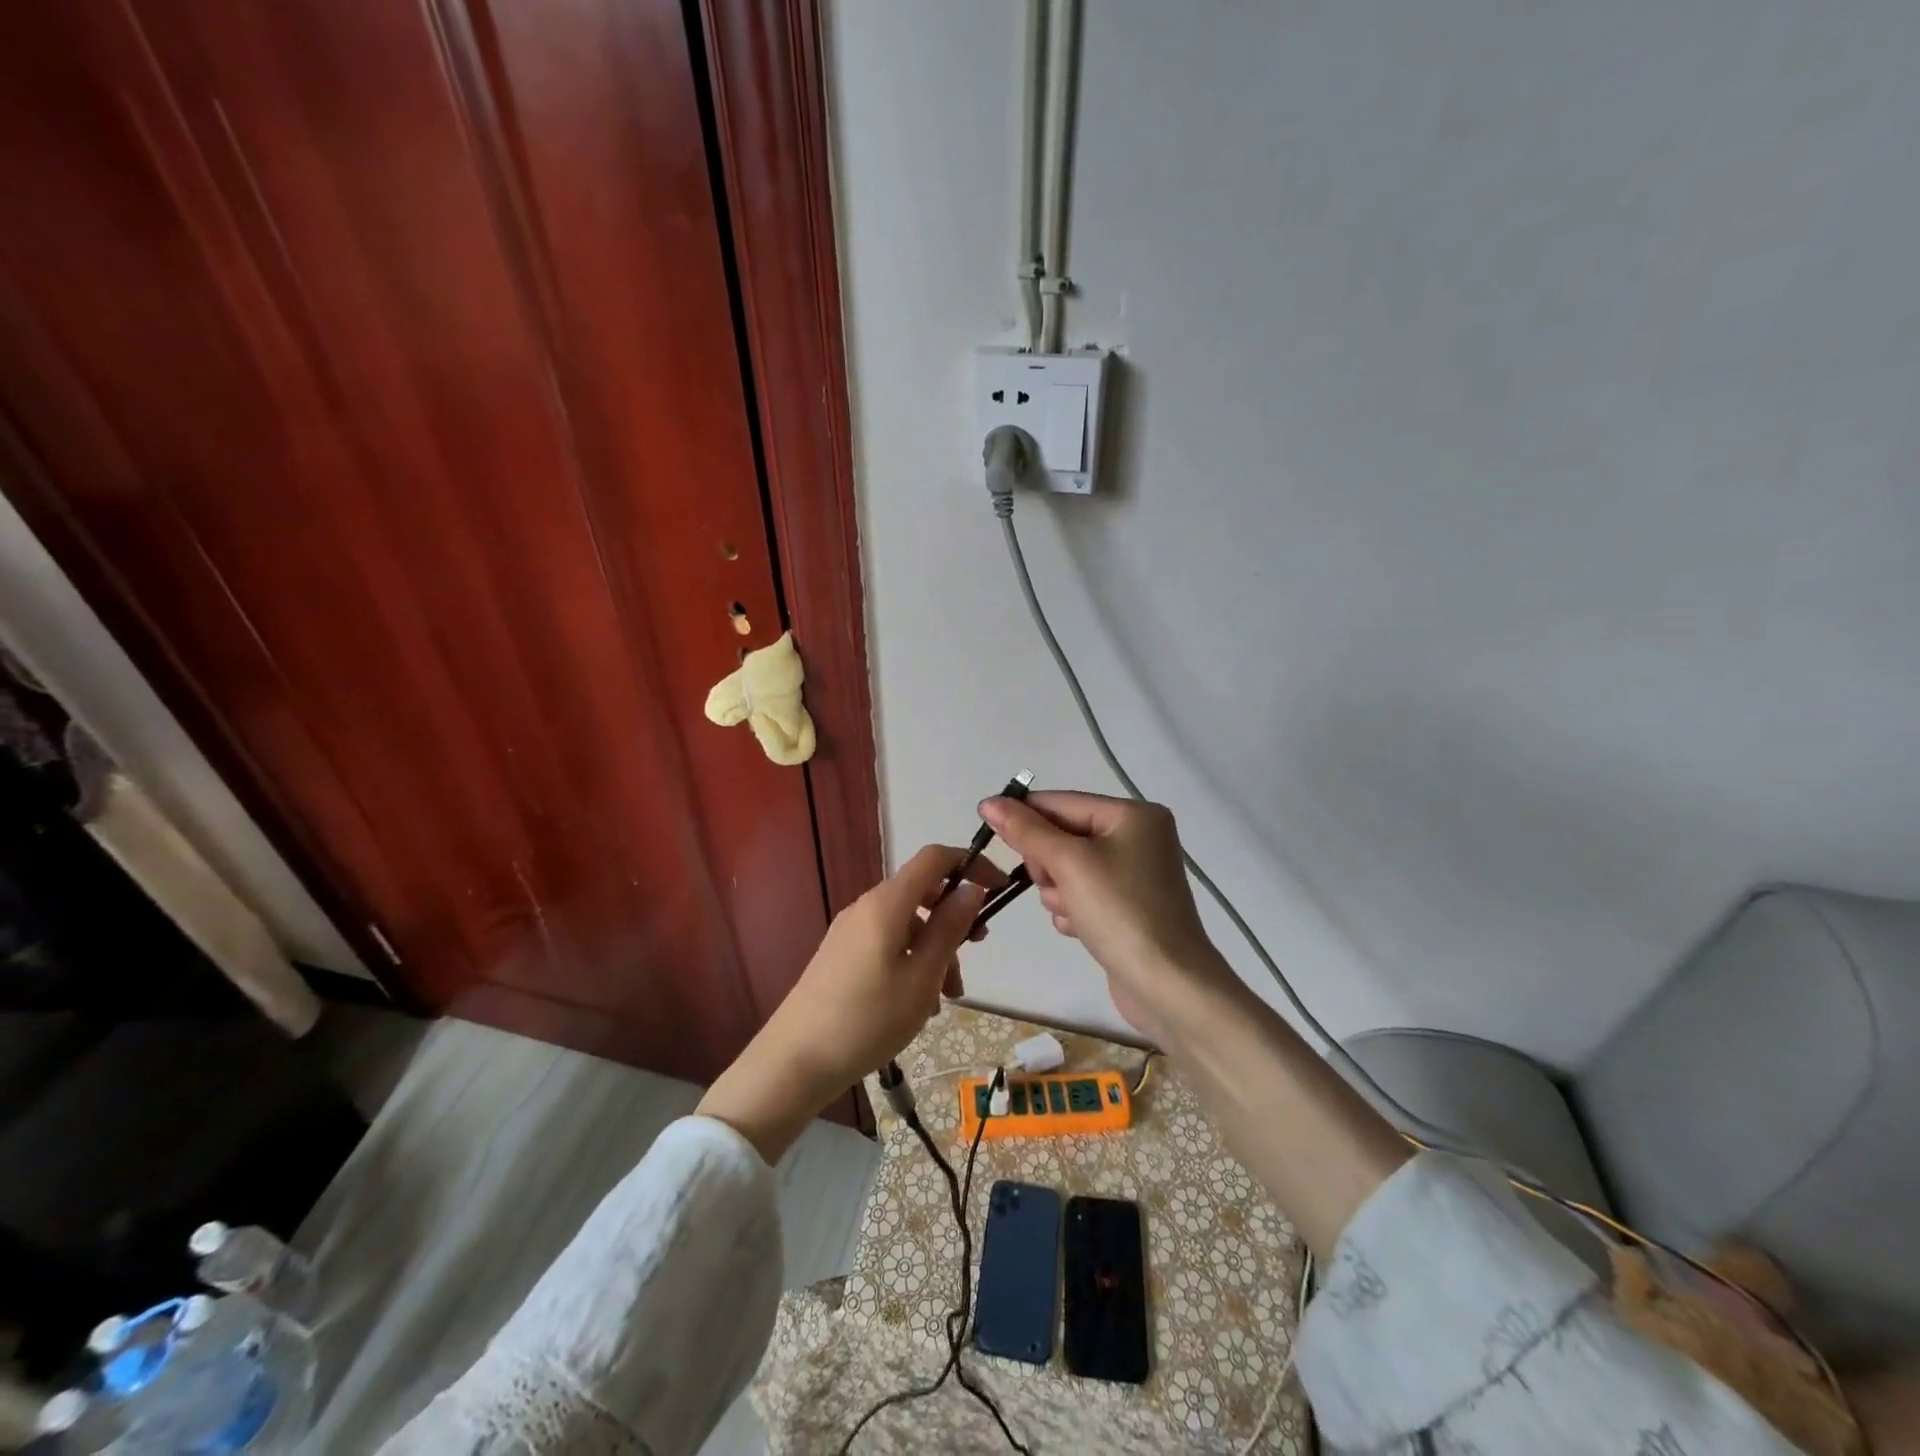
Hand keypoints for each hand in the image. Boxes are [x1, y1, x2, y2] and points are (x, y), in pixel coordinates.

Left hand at [698, 845, 1001, 1160]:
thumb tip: (972, 888)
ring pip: (907, 924)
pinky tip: (917, 1004)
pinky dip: (911, 961)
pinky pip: (888, 943)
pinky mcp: (842, 955)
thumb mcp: (922, 977)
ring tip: (946, 998)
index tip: (999, 889)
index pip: (934, 858)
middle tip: (976, 952)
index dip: (970, 863)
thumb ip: (949, 928)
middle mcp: (866, 907)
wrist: (795, 1061)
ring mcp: (850, 931)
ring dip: (935, 949)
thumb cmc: (867, 1019)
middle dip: (954, 918)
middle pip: (922, 893)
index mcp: (887, 903)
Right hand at [979, 791, 1236, 1042]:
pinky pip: (1082, 893)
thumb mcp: (1069, 864)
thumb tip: (989, 802)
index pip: (1061, 802)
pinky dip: (1072, 908)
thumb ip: (1026, 831)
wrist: (1168, 987)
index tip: (986, 829)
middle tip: (1053, 884)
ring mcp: (1133, 873)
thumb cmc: (1121, 913)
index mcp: (1133, 814)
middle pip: (1063, 835)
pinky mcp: (1127, 905)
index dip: (1023, 815)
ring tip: (1073, 912)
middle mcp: (1137, 836)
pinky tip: (1080, 928)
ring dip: (1058, 891)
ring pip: (1067, 867)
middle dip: (1049, 863)